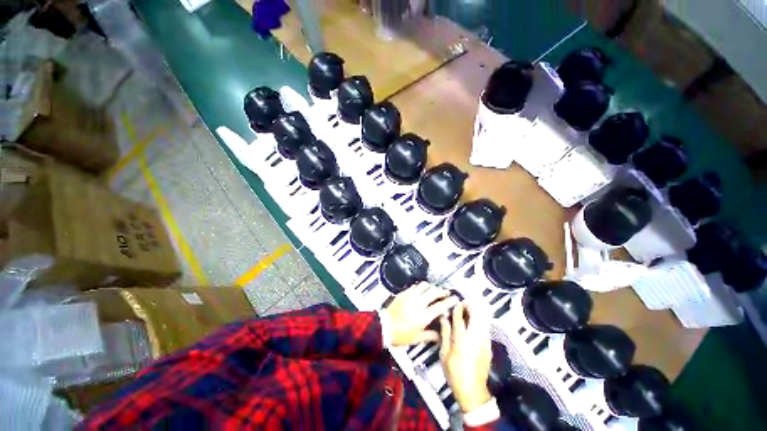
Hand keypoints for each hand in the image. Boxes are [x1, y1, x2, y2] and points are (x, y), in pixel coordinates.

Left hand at [384, 283, 459, 346]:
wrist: (384, 326)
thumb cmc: (399, 334)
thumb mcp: (417, 338)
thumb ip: (430, 336)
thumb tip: (439, 336)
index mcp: (423, 316)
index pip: (440, 306)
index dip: (449, 301)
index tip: (454, 299)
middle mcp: (418, 303)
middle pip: (434, 292)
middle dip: (442, 291)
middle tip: (446, 292)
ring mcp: (410, 296)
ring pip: (424, 285)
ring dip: (431, 286)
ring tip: (434, 289)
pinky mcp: (404, 293)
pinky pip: (415, 286)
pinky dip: (420, 286)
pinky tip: (421, 289)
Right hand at [439, 303, 492, 412]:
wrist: (472, 390)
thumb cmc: (455, 373)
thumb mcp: (444, 353)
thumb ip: (445, 332)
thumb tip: (443, 318)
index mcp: (462, 338)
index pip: (460, 315)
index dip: (457, 306)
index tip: (453, 302)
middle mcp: (475, 336)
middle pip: (476, 313)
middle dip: (470, 304)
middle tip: (463, 302)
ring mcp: (484, 340)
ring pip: (483, 318)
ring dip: (476, 310)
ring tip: (468, 308)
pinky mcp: (488, 345)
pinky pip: (485, 325)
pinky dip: (480, 319)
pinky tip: (473, 321)